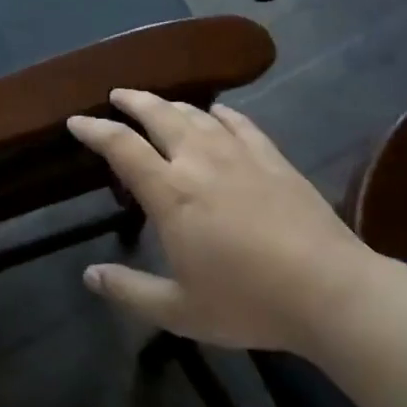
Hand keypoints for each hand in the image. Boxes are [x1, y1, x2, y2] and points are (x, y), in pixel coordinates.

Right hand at [68, 90, 378, 352]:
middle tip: (117, 95)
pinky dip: (220, 112)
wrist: (329, 290)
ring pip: (195, 114)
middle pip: (158, 115)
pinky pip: (239, 122)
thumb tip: (89, 276)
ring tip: (157, 103)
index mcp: (170, 192)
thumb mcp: (180, 311)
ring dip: (170, 104)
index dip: (95, 130)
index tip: (76, 121)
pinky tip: (217, 112)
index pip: (121, 147)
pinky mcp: (272, 157)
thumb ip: (130, 291)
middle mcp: (199, 160)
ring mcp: (238, 153)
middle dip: (133, 101)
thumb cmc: (248, 302)